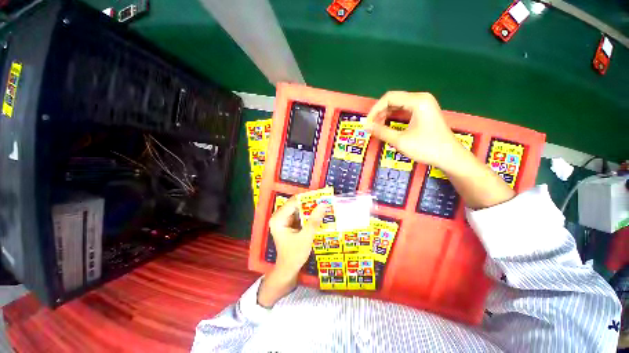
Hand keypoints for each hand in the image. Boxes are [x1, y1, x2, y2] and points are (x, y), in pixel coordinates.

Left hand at [268, 197, 327, 275]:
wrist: (289, 269)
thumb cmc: (294, 255)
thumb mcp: (306, 237)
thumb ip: (314, 220)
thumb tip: (323, 204)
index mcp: (278, 219)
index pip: (293, 202)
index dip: (307, 198)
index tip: (321, 196)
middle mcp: (279, 216)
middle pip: (295, 204)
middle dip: (309, 203)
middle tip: (324, 200)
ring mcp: (283, 219)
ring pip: (298, 208)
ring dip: (310, 208)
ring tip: (322, 205)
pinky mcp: (288, 223)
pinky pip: (299, 214)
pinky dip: (308, 214)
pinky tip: (317, 214)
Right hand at [365, 91, 514, 208]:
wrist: (449, 156)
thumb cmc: (426, 148)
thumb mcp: (400, 141)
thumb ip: (381, 132)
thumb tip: (366, 127)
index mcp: (417, 101)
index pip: (389, 98)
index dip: (374, 110)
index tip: (367, 123)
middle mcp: (421, 98)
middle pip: (393, 99)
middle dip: (379, 112)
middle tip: (370, 126)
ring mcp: (423, 104)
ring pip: (397, 105)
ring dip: (385, 114)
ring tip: (376, 127)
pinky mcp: (423, 111)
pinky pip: (403, 110)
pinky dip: (393, 117)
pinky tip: (386, 125)